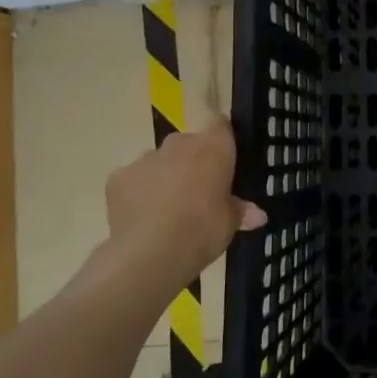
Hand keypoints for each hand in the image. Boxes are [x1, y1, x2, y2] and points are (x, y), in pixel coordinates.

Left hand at [104, 119, 266, 290]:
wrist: (150, 253)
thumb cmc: (202, 231)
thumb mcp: (230, 224)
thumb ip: (241, 212)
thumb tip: (258, 215)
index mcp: (213, 147)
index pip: (220, 123)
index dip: (222, 138)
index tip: (224, 158)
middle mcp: (179, 144)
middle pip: (188, 142)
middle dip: (192, 161)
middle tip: (198, 192)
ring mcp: (145, 158)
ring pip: (159, 160)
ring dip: (164, 175)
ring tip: (167, 209)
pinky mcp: (118, 177)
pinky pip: (133, 178)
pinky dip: (138, 192)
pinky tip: (141, 217)